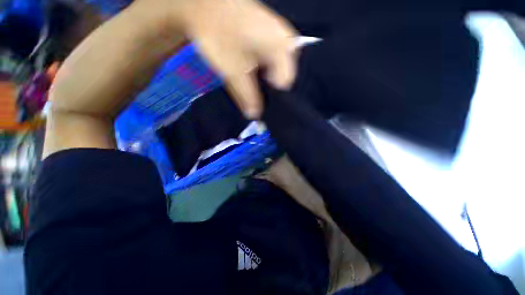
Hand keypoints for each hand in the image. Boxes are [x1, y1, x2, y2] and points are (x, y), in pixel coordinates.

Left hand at [172, 0, 298, 118]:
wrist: (205, 4)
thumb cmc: (219, 34)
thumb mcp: (232, 71)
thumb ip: (246, 96)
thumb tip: (254, 116)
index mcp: (283, 48)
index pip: (285, 86)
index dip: (273, 98)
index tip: (259, 104)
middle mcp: (288, 42)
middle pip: (282, 79)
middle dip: (268, 90)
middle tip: (253, 93)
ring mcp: (281, 38)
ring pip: (277, 71)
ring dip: (265, 81)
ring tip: (250, 79)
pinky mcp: (273, 37)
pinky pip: (273, 62)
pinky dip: (264, 70)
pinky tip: (252, 69)